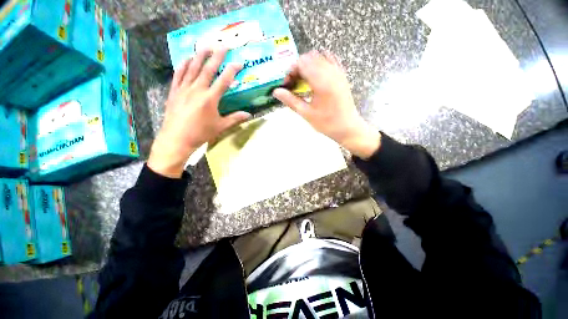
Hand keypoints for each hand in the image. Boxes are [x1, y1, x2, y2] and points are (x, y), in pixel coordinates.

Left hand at [148, 47, 250, 177]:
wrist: (177, 139)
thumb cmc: (201, 133)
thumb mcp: (220, 127)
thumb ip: (235, 118)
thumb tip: (249, 115)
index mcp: (210, 99)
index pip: (223, 80)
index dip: (232, 70)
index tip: (238, 62)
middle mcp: (197, 89)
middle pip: (208, 69)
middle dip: (217, 56)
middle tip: (223, 45)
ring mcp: (184, 88)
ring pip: (193, 68)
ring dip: (200, 56)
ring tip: (206, 46)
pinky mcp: (174, 91)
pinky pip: (179, 74)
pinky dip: (183, 65)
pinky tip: (187, 58)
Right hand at [272, 51, 380, 158]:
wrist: (348, 127)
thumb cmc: (326, 123)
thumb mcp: (306, 114)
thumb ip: (291, 101)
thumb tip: (276, 91)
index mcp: (321, 82)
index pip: (302, 64)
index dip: (291, 71)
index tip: (287, 84)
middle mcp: (331, 72)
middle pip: (310, 57)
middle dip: (298, 67)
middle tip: (293, 83)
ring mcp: (338, 72)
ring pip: (320, 57)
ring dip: (308, 65)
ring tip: (304, 80)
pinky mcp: (342, 75)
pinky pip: (330, 60)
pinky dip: (320, 64)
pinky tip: (316, 76)